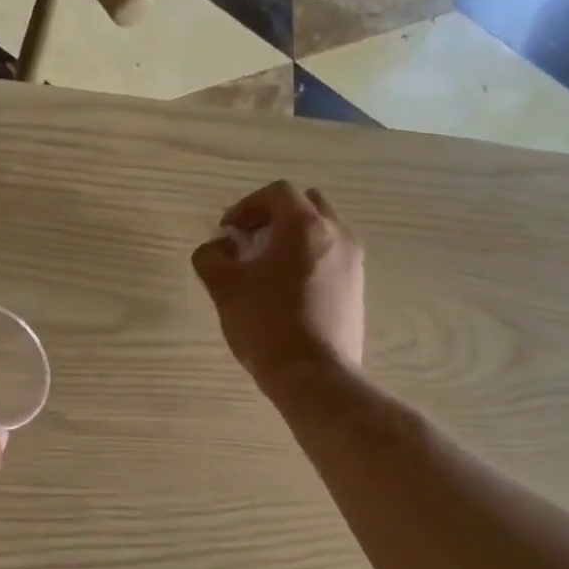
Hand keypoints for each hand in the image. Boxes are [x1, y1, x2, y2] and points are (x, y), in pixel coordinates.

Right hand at [192, 180, 364, 394]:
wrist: (314, 375)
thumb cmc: (266, 324)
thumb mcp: (224, 288)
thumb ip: (212, 257)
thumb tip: (218, 247)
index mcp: (304, 226)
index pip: (277, 193)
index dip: (247, 206)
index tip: (228, 231)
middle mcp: (336, 234)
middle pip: (306, 205)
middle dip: (274, 216)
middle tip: (249, 240)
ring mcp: (353, 262)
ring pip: (321, 231)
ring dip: (292, 238)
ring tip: (266, 267)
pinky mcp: (357, 288)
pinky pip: (331, 256)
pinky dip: (308, 258)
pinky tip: (286, 289)